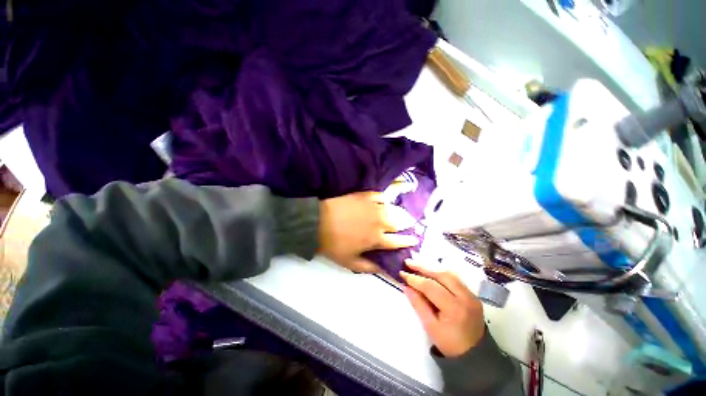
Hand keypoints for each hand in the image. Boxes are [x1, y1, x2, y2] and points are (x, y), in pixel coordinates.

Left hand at [318, 191, 417, 272]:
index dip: (408, 241)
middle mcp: (380, 221)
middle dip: (407, 224)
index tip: (415, 240)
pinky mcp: (366, 195)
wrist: (318, 220)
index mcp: (377, 239)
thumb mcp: (349, 261)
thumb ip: (369, 267)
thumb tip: (384, 269)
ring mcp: (374, 207)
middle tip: (410, 225)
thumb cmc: (333, 243)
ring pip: (393, 209)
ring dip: (400, 212)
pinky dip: (386, 199)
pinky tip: (386, 201)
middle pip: (399, 222)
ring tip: (402, 214)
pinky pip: (382, 196)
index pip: (398, 241)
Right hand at [401, 260, 484, 356]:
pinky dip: (441, 274)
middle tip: (408, 263)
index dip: (415, 279)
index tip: (402, 274)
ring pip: (449, 274)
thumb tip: (406, 286)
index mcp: (454, 308)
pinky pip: (455, 279)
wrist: (476, 356)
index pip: (431, 287)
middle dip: (423, 267)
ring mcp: (471, 295)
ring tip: (417, 265)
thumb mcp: (430, 327)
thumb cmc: (450, 344)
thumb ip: (418, 304)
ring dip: (432, 268)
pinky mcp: (473, 295)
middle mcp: (465, 297)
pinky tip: (431, 273)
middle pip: (442, 275)